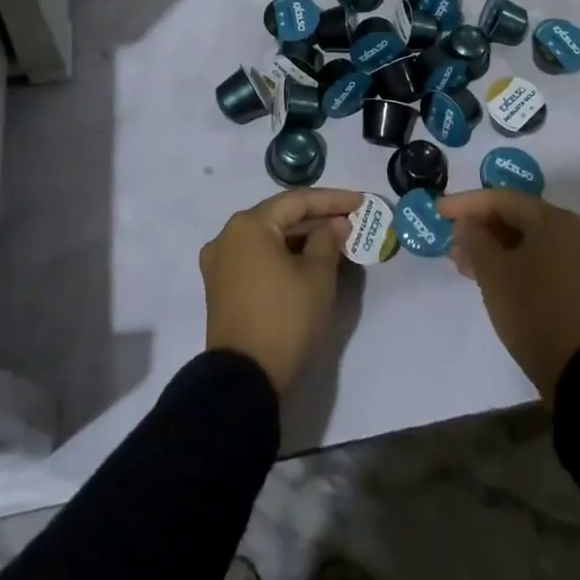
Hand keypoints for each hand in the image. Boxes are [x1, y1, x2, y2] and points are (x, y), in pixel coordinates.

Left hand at [201, 188, 363, 392]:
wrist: (244, 379)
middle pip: (279, 217)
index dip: (332, 200)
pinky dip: (282, 255)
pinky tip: (307, 260)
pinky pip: (257, 258)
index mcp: (248, 225)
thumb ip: (328, 241)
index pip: (296, 202)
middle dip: (316, 218)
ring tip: (333, 239)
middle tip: (348, 219)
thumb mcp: (317, 276)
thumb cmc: (284, 318)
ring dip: (300, 238)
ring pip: (268, 238)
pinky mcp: (221, 287)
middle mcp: (228, 236)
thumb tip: (335, 224)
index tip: (359, 201)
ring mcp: (220, 262)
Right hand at [437, 190, 579, 403]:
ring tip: (463, 261)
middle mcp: (572, 232)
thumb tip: (467, 224)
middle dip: (480, 227)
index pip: (502, 199)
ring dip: (494, 247)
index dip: (466, 204)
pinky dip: (513, 262)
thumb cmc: (532, 310)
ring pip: (528, 241)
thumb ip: (474, 239)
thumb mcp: (493, 272)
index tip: (438, 211)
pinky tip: (488, 276)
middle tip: (450, 238)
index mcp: (554, 220)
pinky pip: (540, 260)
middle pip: (517, 218)